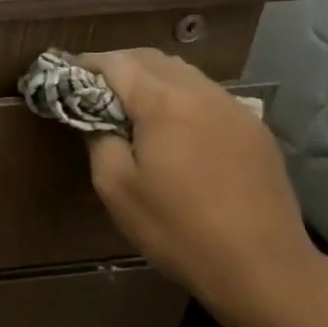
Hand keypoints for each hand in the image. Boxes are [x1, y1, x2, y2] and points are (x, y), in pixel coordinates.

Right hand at [78, 49, 319, 317]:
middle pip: (152, 59)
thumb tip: (94, 118)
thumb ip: (98, 140)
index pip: (116, 63)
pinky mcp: (254, 129)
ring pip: (184, 73)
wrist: (262, 267)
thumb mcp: (117, 188)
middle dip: (118, 65)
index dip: (86, 65)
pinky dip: (180, 96)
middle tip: (91, 87)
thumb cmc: (178, 229)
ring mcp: (234, 109)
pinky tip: (173, 126)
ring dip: (151, 78)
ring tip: (130, 105)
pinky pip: (208, 95)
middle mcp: (201, 93)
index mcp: (164, 103)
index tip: (65, 75)